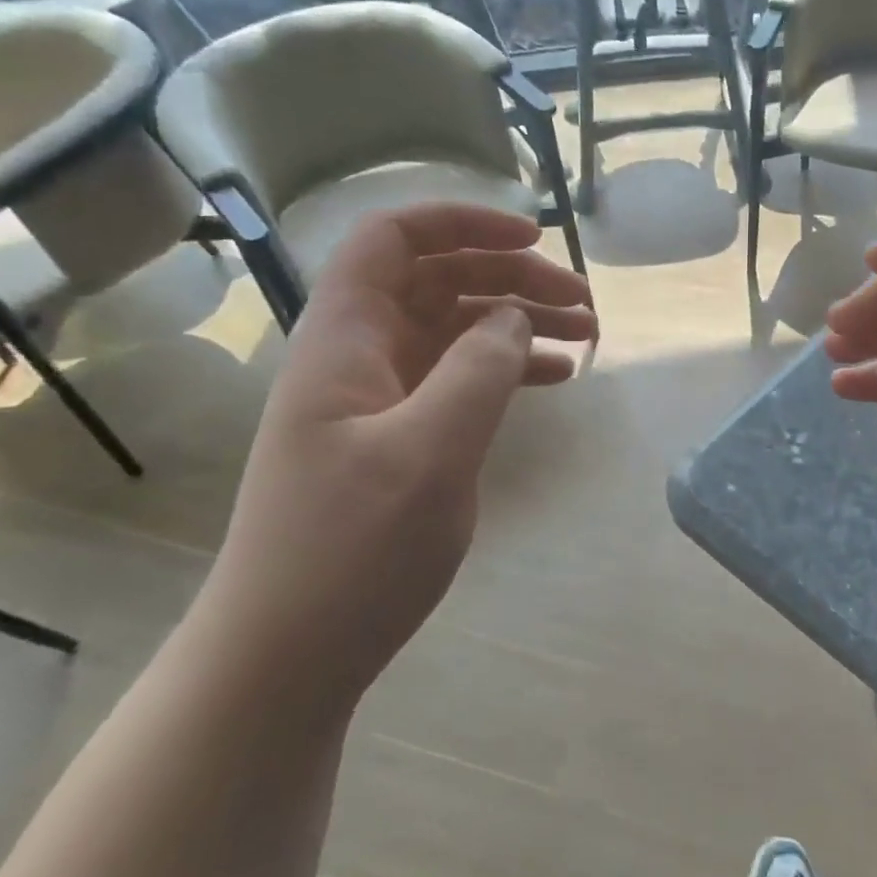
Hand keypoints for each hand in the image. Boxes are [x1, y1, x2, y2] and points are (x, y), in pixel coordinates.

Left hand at [200, 204, 595, 713]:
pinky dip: (507, 368)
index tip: (534, 237)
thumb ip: (479, 371)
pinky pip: (458, 378)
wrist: (288, 655)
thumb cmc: (350, 550)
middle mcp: (358, 355)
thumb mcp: (429, 453)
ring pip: (455, 329)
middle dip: (512, 277)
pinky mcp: (397, 437)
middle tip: (584, 303)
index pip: (394, 239)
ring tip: (588, 336)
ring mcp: (377, 399)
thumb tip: (515, 318)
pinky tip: (554, 379)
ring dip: (518, 322)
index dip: (462, 222)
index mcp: (344, 339)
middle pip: (438, 280)